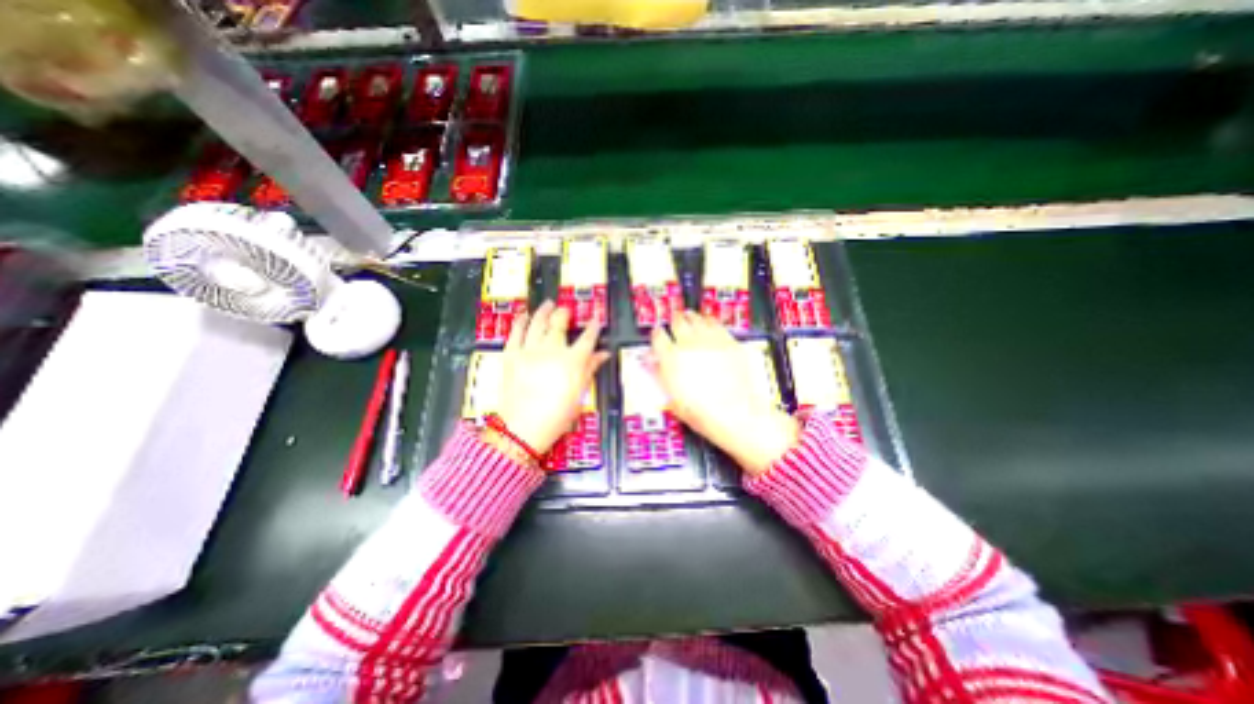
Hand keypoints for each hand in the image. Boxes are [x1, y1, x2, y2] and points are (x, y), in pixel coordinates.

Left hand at [496, 301, 608, 456]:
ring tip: (548, 303)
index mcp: (572, 361)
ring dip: (544, 311)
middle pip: (559, 324)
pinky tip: (524, 315)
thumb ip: (590, 369)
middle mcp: (552, 350)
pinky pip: (516, 333)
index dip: (593, 327)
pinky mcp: (511, 355)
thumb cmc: (557, 415)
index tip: (596, 320)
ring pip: (538, 323)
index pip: (587, 338)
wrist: (522, 429)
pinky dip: (520, 322)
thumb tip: (603, 354)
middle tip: (566, 310)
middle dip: (565, 313)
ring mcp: (529, 350)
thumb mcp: (580, 394)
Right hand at [651, 312, 797, 476]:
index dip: (657, 334)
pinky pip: (716, 324)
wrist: (735, 414)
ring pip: (697, 318)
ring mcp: (710, 341)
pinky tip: (708, 322)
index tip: (657, 334)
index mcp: (671, 358)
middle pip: (677, 322)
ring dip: (691, 317)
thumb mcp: (672, 398)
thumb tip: (652, 363)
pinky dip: (709, 321)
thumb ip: (660, 375)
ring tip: (689, 316)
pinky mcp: (728, 342)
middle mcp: (689, 345)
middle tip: (674, 320)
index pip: (658, 337)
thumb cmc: (702, 412)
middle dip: (674, 320)